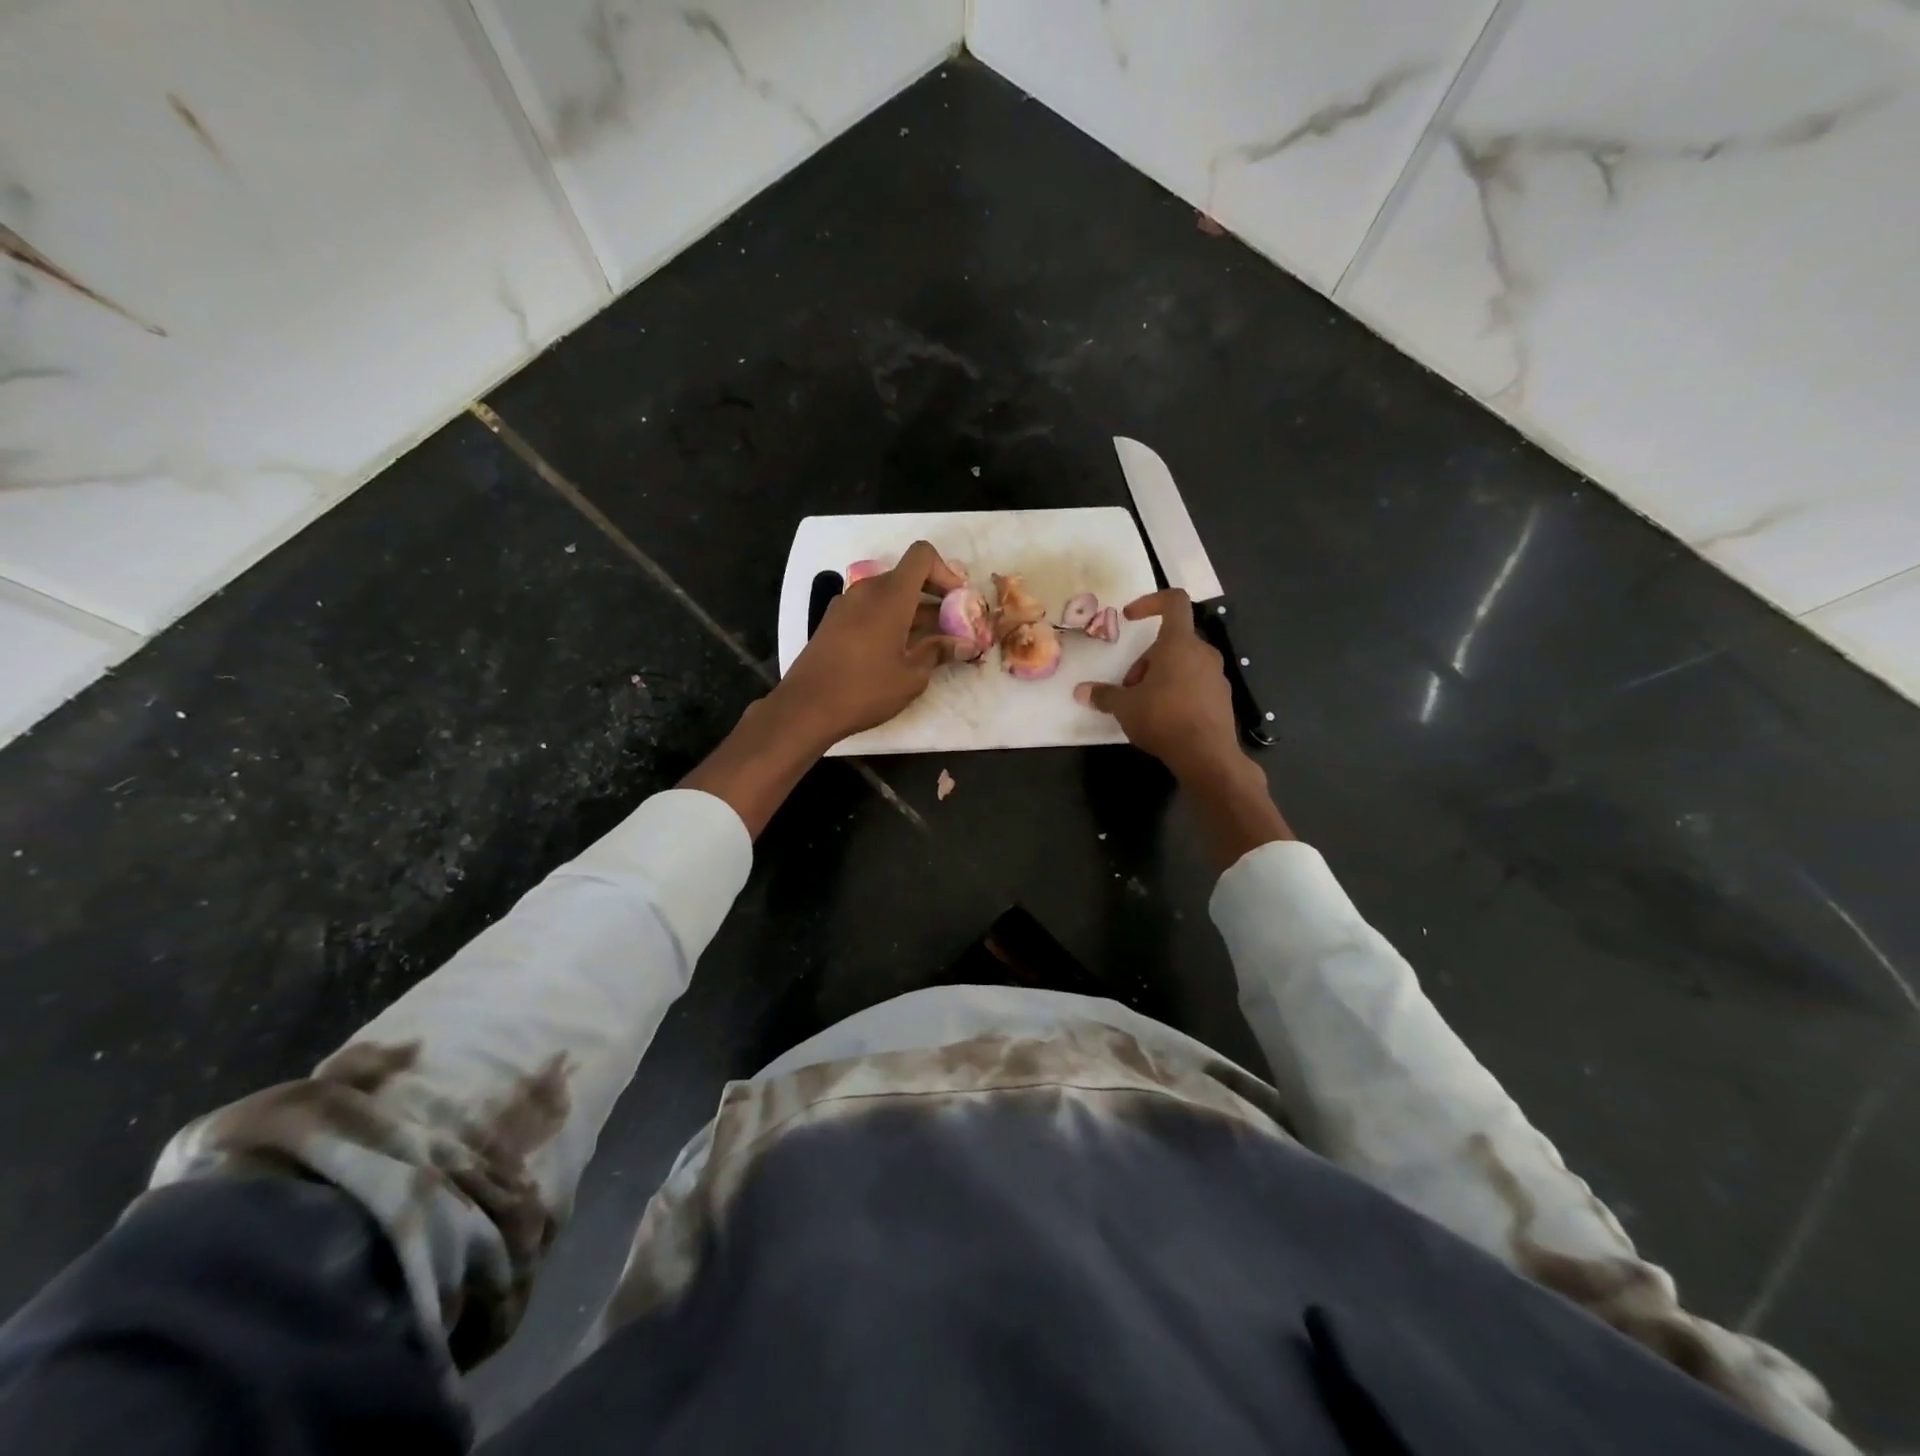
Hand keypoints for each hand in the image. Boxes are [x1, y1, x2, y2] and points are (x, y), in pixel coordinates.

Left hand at [770, 540, 970, 745]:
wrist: (805, 708)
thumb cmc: (865, 690)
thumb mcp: (911, 676)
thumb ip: (938, 652)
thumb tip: (963, 644)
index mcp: (889, 595)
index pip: (922, 556)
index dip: (946, 572)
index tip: (957, 601)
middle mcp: (866, 590)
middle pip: (907, 576)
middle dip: (933, 596)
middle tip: (951, 626)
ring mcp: (845, 605)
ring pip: (888, 594)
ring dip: (912, 610)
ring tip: (930, 643)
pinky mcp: (833, 622)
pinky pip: (870, 608)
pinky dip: (890, 619)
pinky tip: (898, 650)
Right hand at [1073, 589, 1240, 781]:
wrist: (1207, 756)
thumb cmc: (1164, 718)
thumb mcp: (1125, 707)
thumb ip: (1104, 695)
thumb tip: (1081, 692)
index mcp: (1179, 643)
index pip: (1174, 601)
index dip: (1150, 601)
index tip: (1130, 617)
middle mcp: (1202, 652)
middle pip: (1171, 641)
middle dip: (1145, 660)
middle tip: (1129, 688)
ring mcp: (1216, 675)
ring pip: (1183, 663)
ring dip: (1160, 676)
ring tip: (1144, 706)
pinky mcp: (1222, 697)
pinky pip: (1195, 683)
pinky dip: (1177, 691)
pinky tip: (1165, 718)